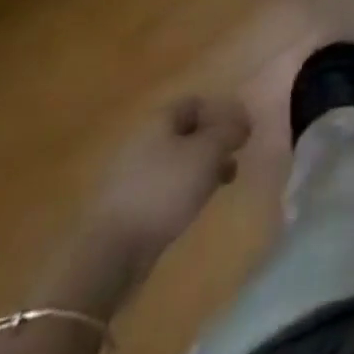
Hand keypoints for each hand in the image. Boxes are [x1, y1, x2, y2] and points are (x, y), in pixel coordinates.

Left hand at [82, 95, 250, 276]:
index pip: (197, 102)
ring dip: (203, 166)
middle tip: (236, 157)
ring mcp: (132, 173)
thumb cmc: (164, 190)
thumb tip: (243, 119)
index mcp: (159, 120)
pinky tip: (195, 204)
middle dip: (214, 142)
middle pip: (187, 131)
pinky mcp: (128, 203)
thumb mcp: (207, 153)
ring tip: (223, 184)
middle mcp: (143, 139)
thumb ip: (229, 131)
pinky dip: (184, 188)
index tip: (242, 133)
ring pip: (178, 159)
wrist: (111, 251)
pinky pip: (165, 184)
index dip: (222, 112)